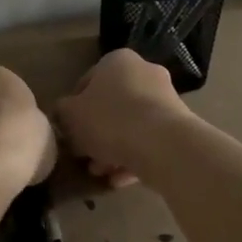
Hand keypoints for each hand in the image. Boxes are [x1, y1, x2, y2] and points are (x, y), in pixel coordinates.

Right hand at [56, 49, 189, 187]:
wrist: (162, 144)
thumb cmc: (109, 121)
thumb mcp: (70, 116)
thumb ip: (62, 112)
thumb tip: (63, 113)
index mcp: (117, 61)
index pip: (86, 83)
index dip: (73, 110)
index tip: (68, 133)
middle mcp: (144, 72)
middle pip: (111, 106)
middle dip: (95, 134)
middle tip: (84, 156)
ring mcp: (166, 100)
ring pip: (130, 126)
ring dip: (112, 149)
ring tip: (100, 173)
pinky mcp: (179, 126)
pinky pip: (148, 141)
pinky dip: (133, 158)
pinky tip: (119, 179)